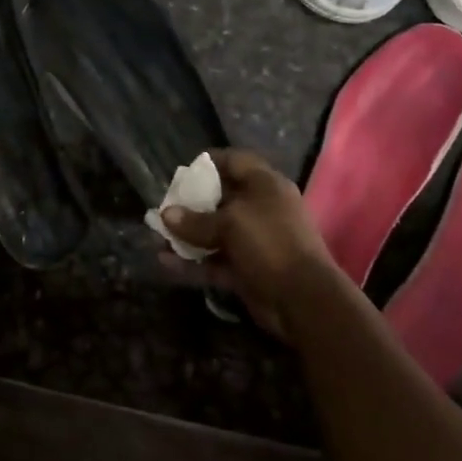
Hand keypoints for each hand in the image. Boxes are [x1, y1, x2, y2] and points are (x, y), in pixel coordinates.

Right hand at [159, 149, 342, 339]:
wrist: (303, 299)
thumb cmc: (269, 243)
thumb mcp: (230, 224)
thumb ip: (195, 220)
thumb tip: (165, 214)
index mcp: (264, 185)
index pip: (234, 161)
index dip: (208, 164)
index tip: (182, 173)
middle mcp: (261, 208)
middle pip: (221, 198)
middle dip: (191, 204)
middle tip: (166, 208)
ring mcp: (255, 240)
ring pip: (216, 232)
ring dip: (188, 236)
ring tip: (158, 238)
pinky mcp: (248, 268)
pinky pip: (216, 260)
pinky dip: (194, 262)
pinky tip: (166, 263)